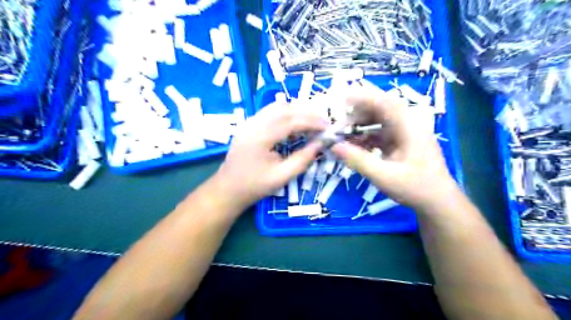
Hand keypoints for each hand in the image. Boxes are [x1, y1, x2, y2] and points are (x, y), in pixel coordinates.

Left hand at [215, 101, 324, 208]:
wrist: (228, 189)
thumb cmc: (255, 186)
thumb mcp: (282, 176)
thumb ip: (303, 159)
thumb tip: (321, 144)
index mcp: (260, 137)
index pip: (291, 121)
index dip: (312, 122)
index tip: (328, 128)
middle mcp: (253, 124)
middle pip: (284, 108)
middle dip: (307, 113)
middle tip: (323, 123)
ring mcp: (249, 122)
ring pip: (277, 107)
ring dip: (296, 111)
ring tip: (312, 122)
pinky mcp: (249, 125)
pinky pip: (270, 112)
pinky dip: (286, 114)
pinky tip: (295, 125)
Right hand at [333, 85, 457, 208]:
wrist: (436, 201)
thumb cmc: (415, 188)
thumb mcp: (384, 176)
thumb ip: (358, 160)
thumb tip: (334, 146)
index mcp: (408, 126)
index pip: (384, 102)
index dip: (362, 97)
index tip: (341, 98)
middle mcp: (407, 124)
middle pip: (379, 109)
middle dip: (357, 114)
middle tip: (338, 125)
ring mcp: (403, 133)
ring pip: (377, 121)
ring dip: (359, 126)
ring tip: (342, 136)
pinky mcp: (399, 142)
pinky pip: (378, 133)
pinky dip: (365, 137)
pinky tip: (353, 146)